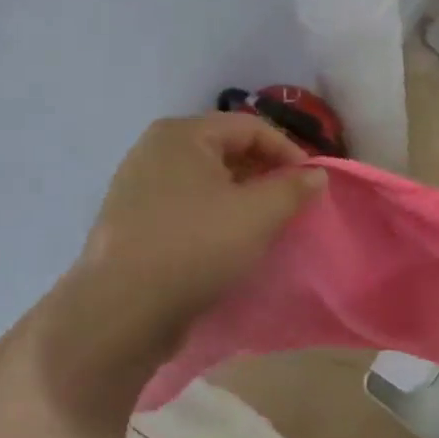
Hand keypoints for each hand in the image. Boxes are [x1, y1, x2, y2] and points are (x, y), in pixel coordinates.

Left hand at [43, 114, 326, 405]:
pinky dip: (213, 214)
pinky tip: (227, 242)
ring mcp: (137, 186)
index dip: (289, 151)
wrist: (122, 310)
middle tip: (290, 203)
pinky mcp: (131, 221)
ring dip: (241, 196)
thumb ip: (294, 188)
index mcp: (182, 134)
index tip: (311, 183)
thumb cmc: (196, 246)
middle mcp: (154, 150)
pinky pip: (185, 205)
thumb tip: (316, 174)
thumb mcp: (259, 214)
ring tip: (264, 224)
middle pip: (226, 150)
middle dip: (264, 173)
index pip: (251, 127)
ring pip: (206, 180)